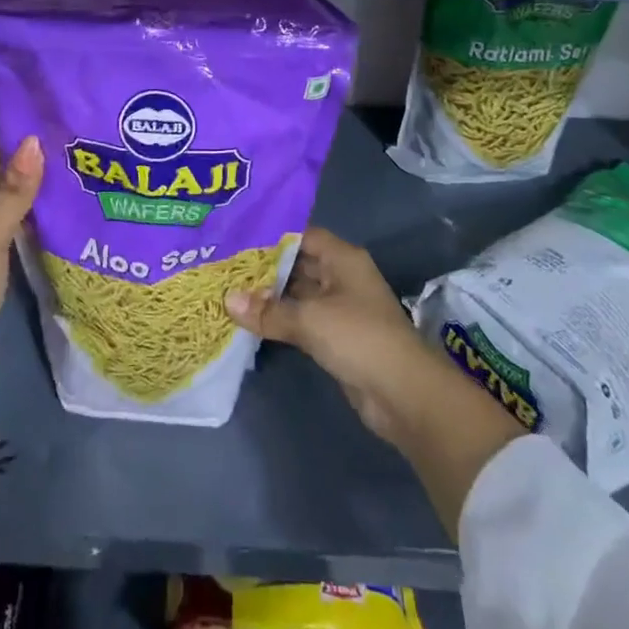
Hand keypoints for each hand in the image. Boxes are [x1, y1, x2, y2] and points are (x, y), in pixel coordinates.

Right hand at [227, 228, 522, 452]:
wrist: (403, 393)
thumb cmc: (359, 338)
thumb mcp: (310, 319)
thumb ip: (269, 311)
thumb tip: (228, 301)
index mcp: (343, 259)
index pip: (302, 235)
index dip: (271, 236)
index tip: (236, 237)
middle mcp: (342, 277)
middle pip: (298, 263)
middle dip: (265, 267)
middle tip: (225, 265)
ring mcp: (340, 308)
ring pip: (298, 294)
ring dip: (270, 296)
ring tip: (229, 290)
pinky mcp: (336, 337)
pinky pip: (302, 320)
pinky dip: (280, 320)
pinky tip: (251, 320)